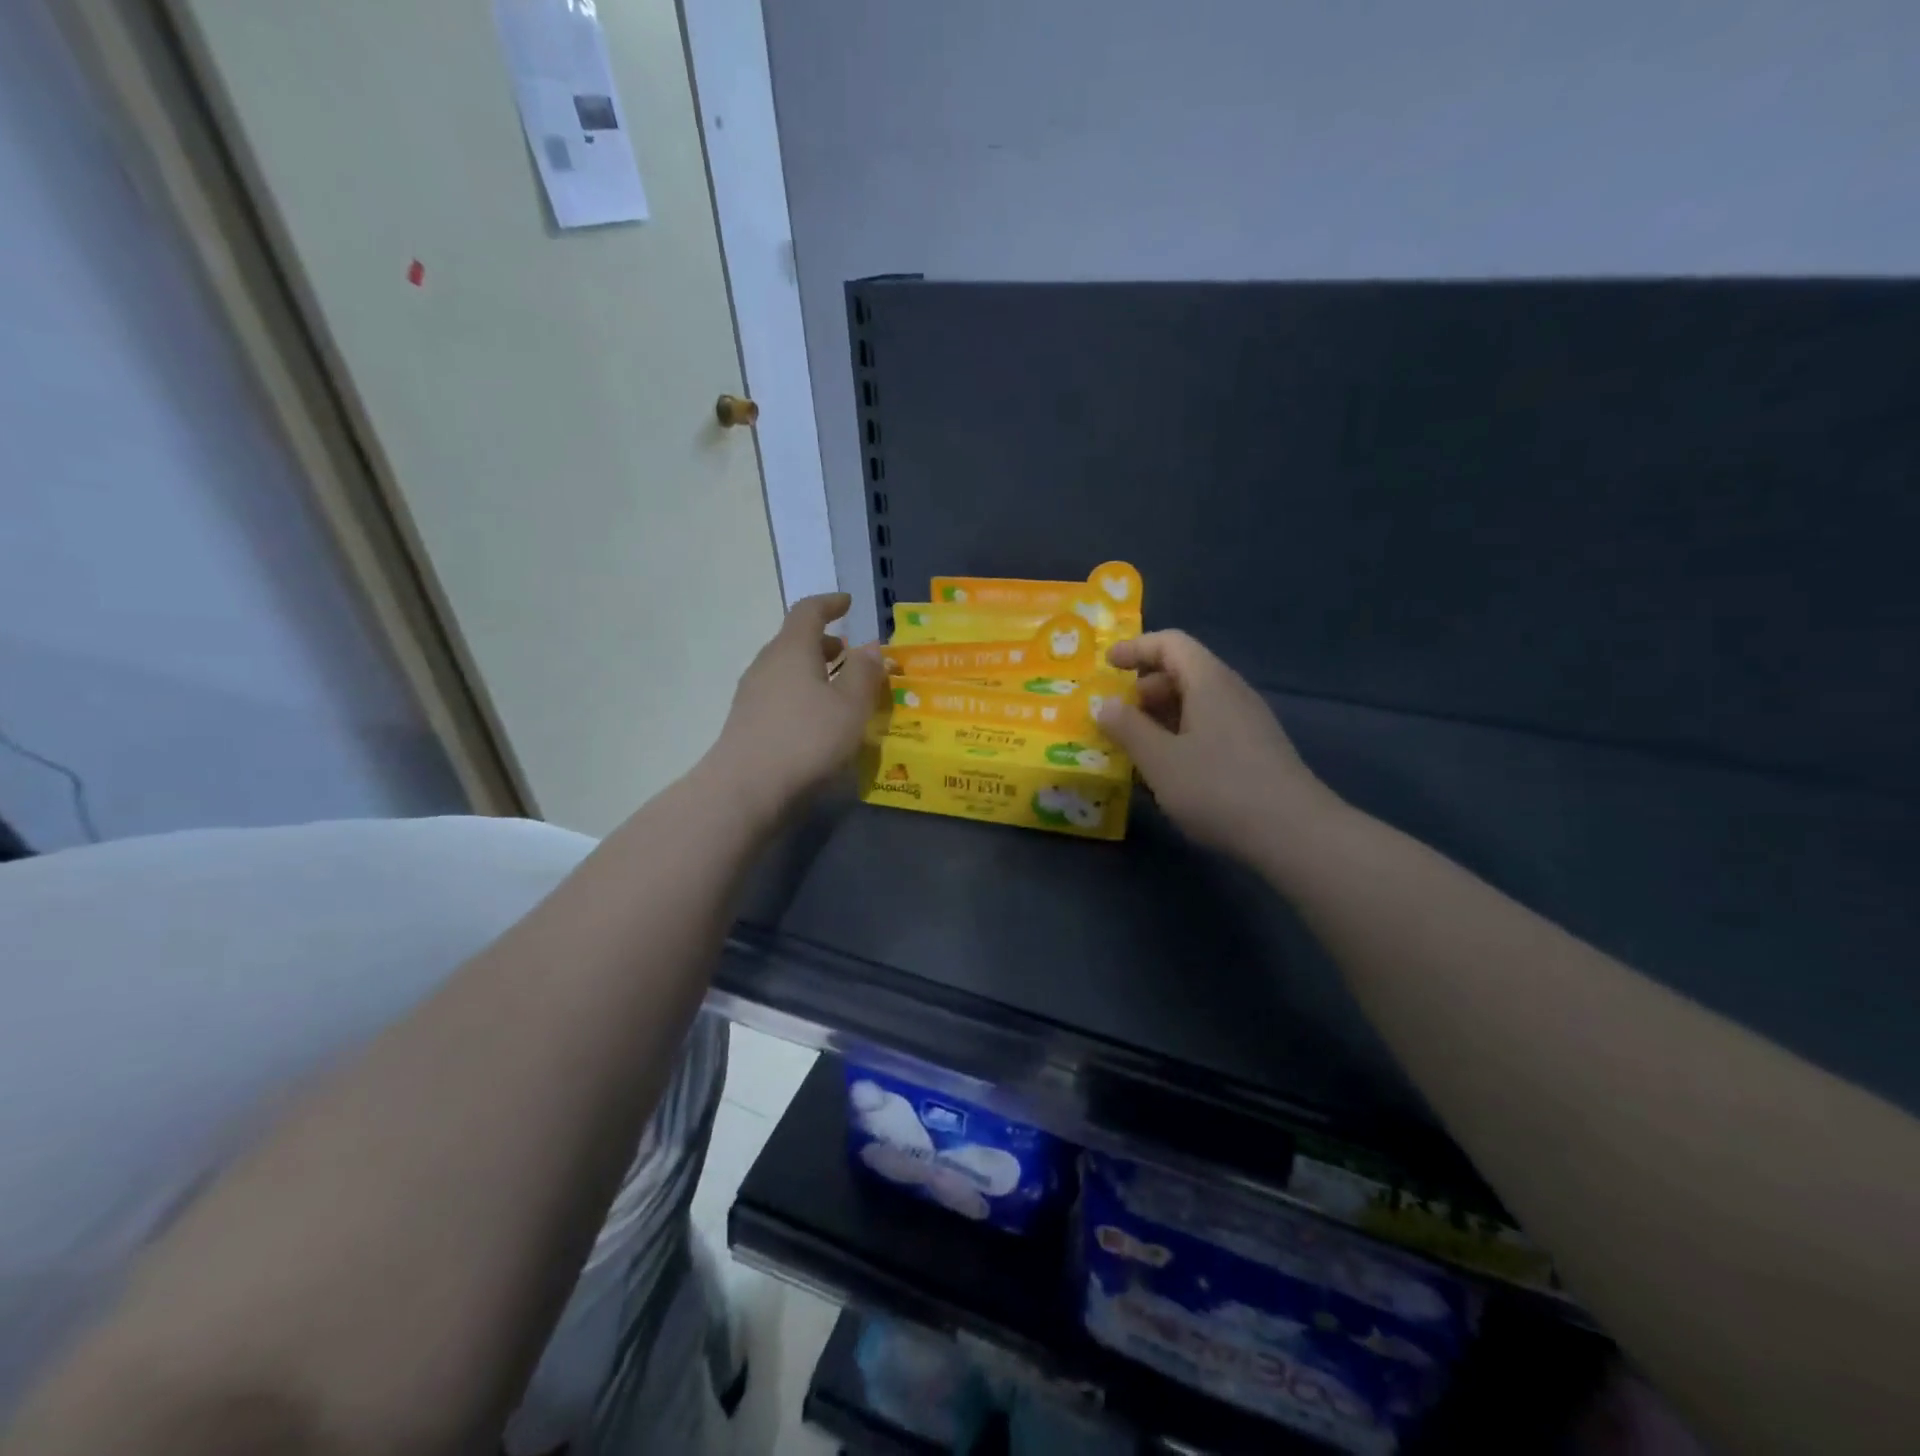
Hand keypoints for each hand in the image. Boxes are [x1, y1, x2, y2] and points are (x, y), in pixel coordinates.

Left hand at [706, 593, 884, 822]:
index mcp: (792, 649)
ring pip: (787, 669)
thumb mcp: (850, 706)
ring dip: (814, 671)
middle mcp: (767, 663)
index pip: (808, 611)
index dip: (830, 604)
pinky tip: (818, 719)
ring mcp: (752, 693)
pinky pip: (780, 693)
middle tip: (851, 654)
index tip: (847, 603)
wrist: (746, 788)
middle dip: (825, 643)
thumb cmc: (807, 739)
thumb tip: (870, 647)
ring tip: (840, 689)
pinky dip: (802, 693)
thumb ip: (864, 673)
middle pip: (795, 640)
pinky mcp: (747, 721)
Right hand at [1095, 630, 1338, 860]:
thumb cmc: (1218, 788)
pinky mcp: (1256, 749)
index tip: (1106, 666)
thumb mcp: (1159, 760)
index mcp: (1209, 682)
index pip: (1170, 643)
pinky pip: (1210, 726)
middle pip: (1184, 671)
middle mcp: (1231, 692)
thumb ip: (1128, 728)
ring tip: (1136, 747)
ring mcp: (1248, 721)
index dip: (1135, 648)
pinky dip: (1181, 735)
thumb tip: (1105, 705)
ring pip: (1197, 702)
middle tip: (1117, 717)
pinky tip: (1169, 772)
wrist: (1294, 833)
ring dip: (1161, 716)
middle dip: (1144, 688)